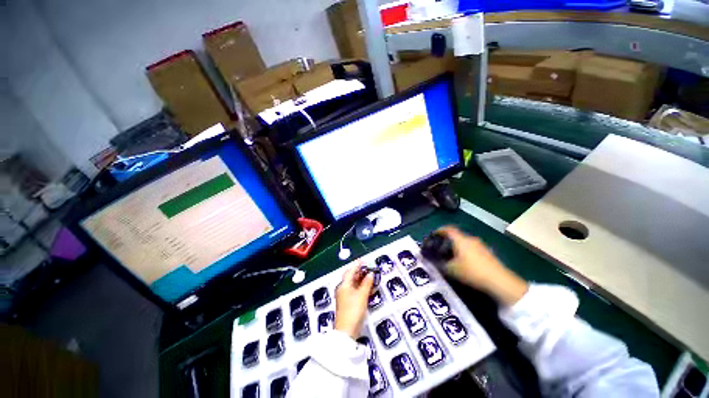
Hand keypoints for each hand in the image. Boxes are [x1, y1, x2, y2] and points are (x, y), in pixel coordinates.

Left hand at [334, 264, 374, 338]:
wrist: (346, 332)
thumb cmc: (353, 310)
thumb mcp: (362, 295)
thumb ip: (367, 283)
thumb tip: (370, 274)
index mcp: (344, 284)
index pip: (351, 271)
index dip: (357, 264)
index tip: (364, 259)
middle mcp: (343, 288)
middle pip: (351, 276)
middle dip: (359, 271)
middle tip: (368, 267)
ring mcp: (345, 296)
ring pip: (353, 284)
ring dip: (361, 279)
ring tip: (370, 276)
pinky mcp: (348, 303)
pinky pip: (355, 291)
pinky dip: (361, 287)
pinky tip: (368, 288)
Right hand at [438, 226, 527, 306]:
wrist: (499, 281)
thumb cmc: (472, 272)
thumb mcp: (452, 270)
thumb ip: (440, 264)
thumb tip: (431, 260)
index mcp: (461, 240)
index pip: (448, 229)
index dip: (439, 230)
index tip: (433, 235)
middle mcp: (471, 239)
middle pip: (456, 235)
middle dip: (447, 240)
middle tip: (440, 248)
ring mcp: (481, 245)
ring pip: (464, 242)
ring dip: (457, 246)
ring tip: (451, 256)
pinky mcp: (487, 252)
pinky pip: (472, 248)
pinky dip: (465, 251)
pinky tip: (463, 262)